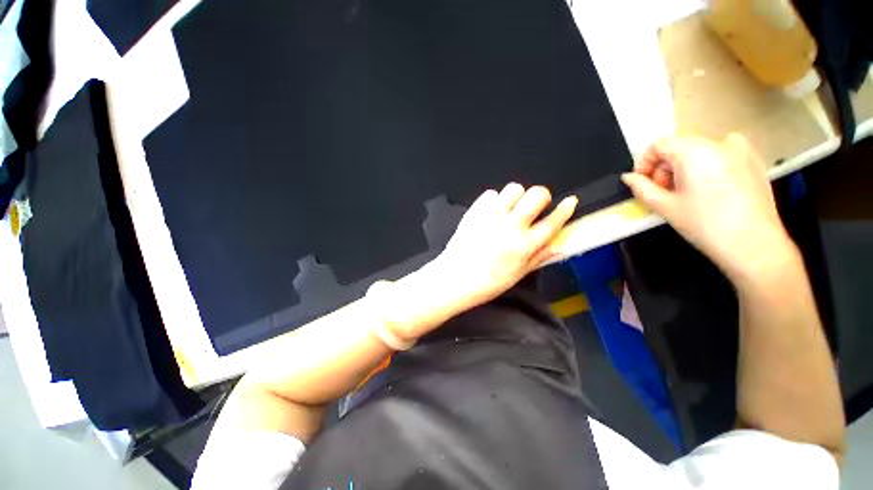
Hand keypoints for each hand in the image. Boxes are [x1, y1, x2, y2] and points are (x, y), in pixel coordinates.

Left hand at [431, 183, 577, 311]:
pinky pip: (491, 194)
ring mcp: (491, 216)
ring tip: (510, 209)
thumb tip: (559, 244)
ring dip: (517, 197)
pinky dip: (495, 201)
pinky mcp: (475, 211)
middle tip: (534, 207)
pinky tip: (492, 213)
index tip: (570, 201)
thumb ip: (540, 256)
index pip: (553, 221)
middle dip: (540, 197)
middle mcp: (511, 226)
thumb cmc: (487, 282)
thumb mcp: (518, 274)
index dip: (565, 209)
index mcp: (525, 245)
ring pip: (514, 188)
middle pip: (536, 194)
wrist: (455, 277)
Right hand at [621, 134, 795, 281]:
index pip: (659, 145)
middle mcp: (718, 143)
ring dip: (685, 169)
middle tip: (663, 193)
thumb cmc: (704, 224)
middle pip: (680, 147)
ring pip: (700, 152)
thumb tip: (628, 177)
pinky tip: (711, 189)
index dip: (644, 163)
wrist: (754, 245)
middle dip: (665, 169)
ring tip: (686, 194)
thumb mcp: (664, 206)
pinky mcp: (755, 162)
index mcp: (694, 151)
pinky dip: (709, 167)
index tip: (643, 183)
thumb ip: (641, 188)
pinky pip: (723, 156)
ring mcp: (741, 151)